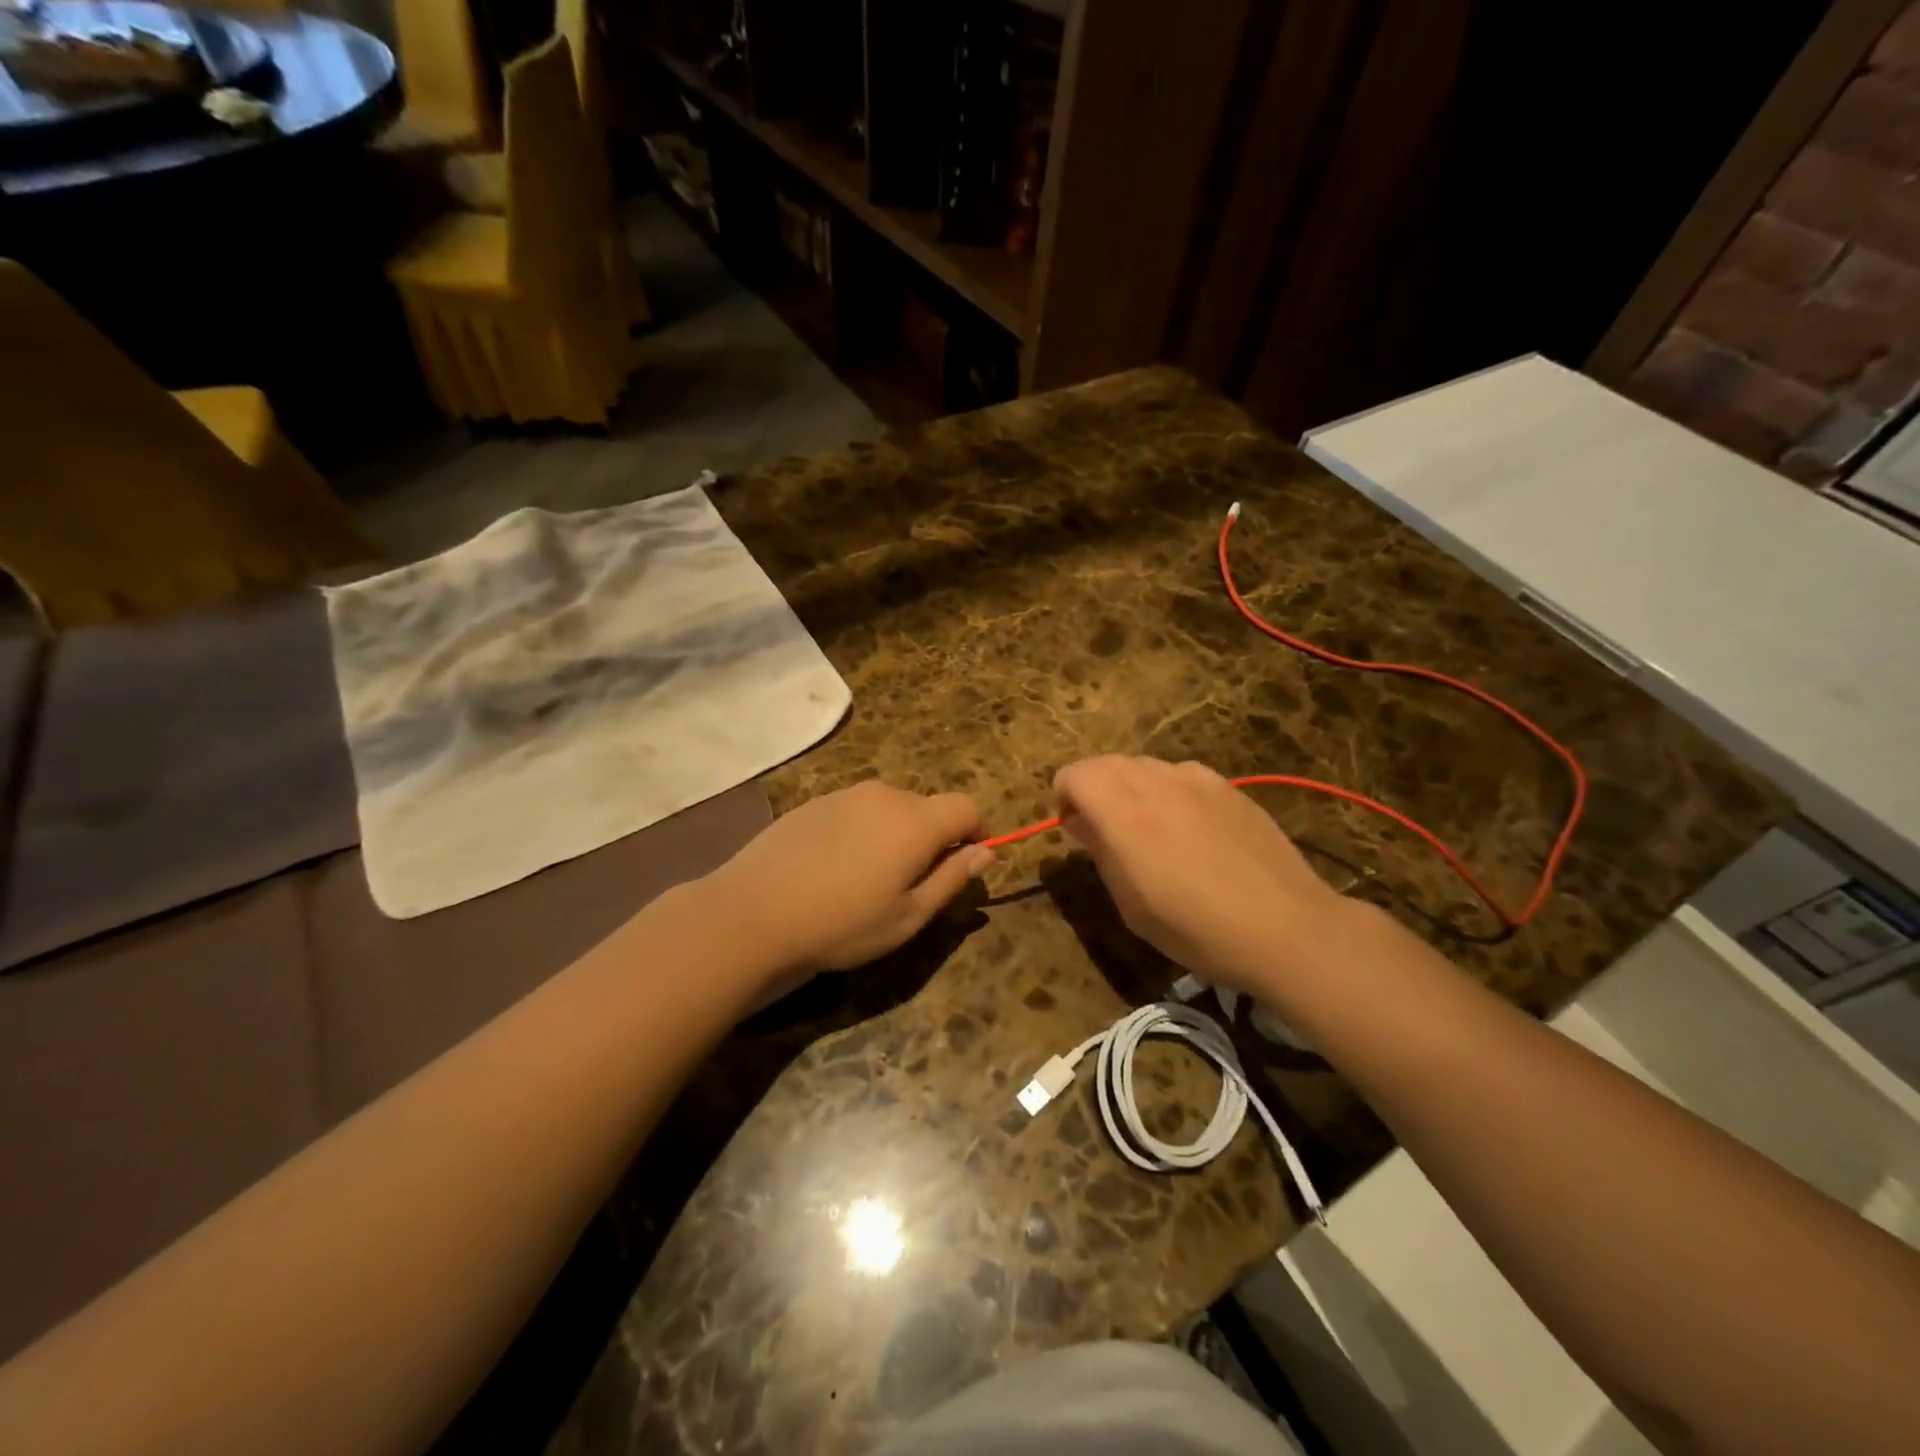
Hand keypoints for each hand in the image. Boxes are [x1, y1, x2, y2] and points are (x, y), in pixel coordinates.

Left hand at [707, 781, 993, 977]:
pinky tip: (835, 868)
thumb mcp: (908, 916)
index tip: (968, 862)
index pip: (966, 807)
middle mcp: (885, 795)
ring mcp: (846, 794)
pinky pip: (856, 810)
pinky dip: (862, 831)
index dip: (977, 831)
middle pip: (927, 807)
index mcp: (916, 821)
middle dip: (933, 837)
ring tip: (870, 878)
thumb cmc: (842, 923)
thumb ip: (952, 879)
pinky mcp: (814, 802)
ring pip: (889, 807)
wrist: (753, 912)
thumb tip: (986, 853)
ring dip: (896, 833)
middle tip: (914, 883)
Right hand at [1054, 756, 1346, 991]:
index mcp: (1123, 812)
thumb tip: (1082, 823)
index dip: (1065, 797)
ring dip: (1131, 788)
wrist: (1284, 927)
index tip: (1075, 830)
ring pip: (1145, 765)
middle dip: (1095, 790)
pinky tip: (1190, 829)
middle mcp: (1157, 783)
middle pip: (1107, 763)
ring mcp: (1197, 780)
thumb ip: (1101, 852)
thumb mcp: (1131, 904)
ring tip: (1150, 830)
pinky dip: (1168, 790)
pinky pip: (1182, 775)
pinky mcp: (1228, 787)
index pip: (1075, 774)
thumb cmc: (1195, 928)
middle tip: (1106, 832)